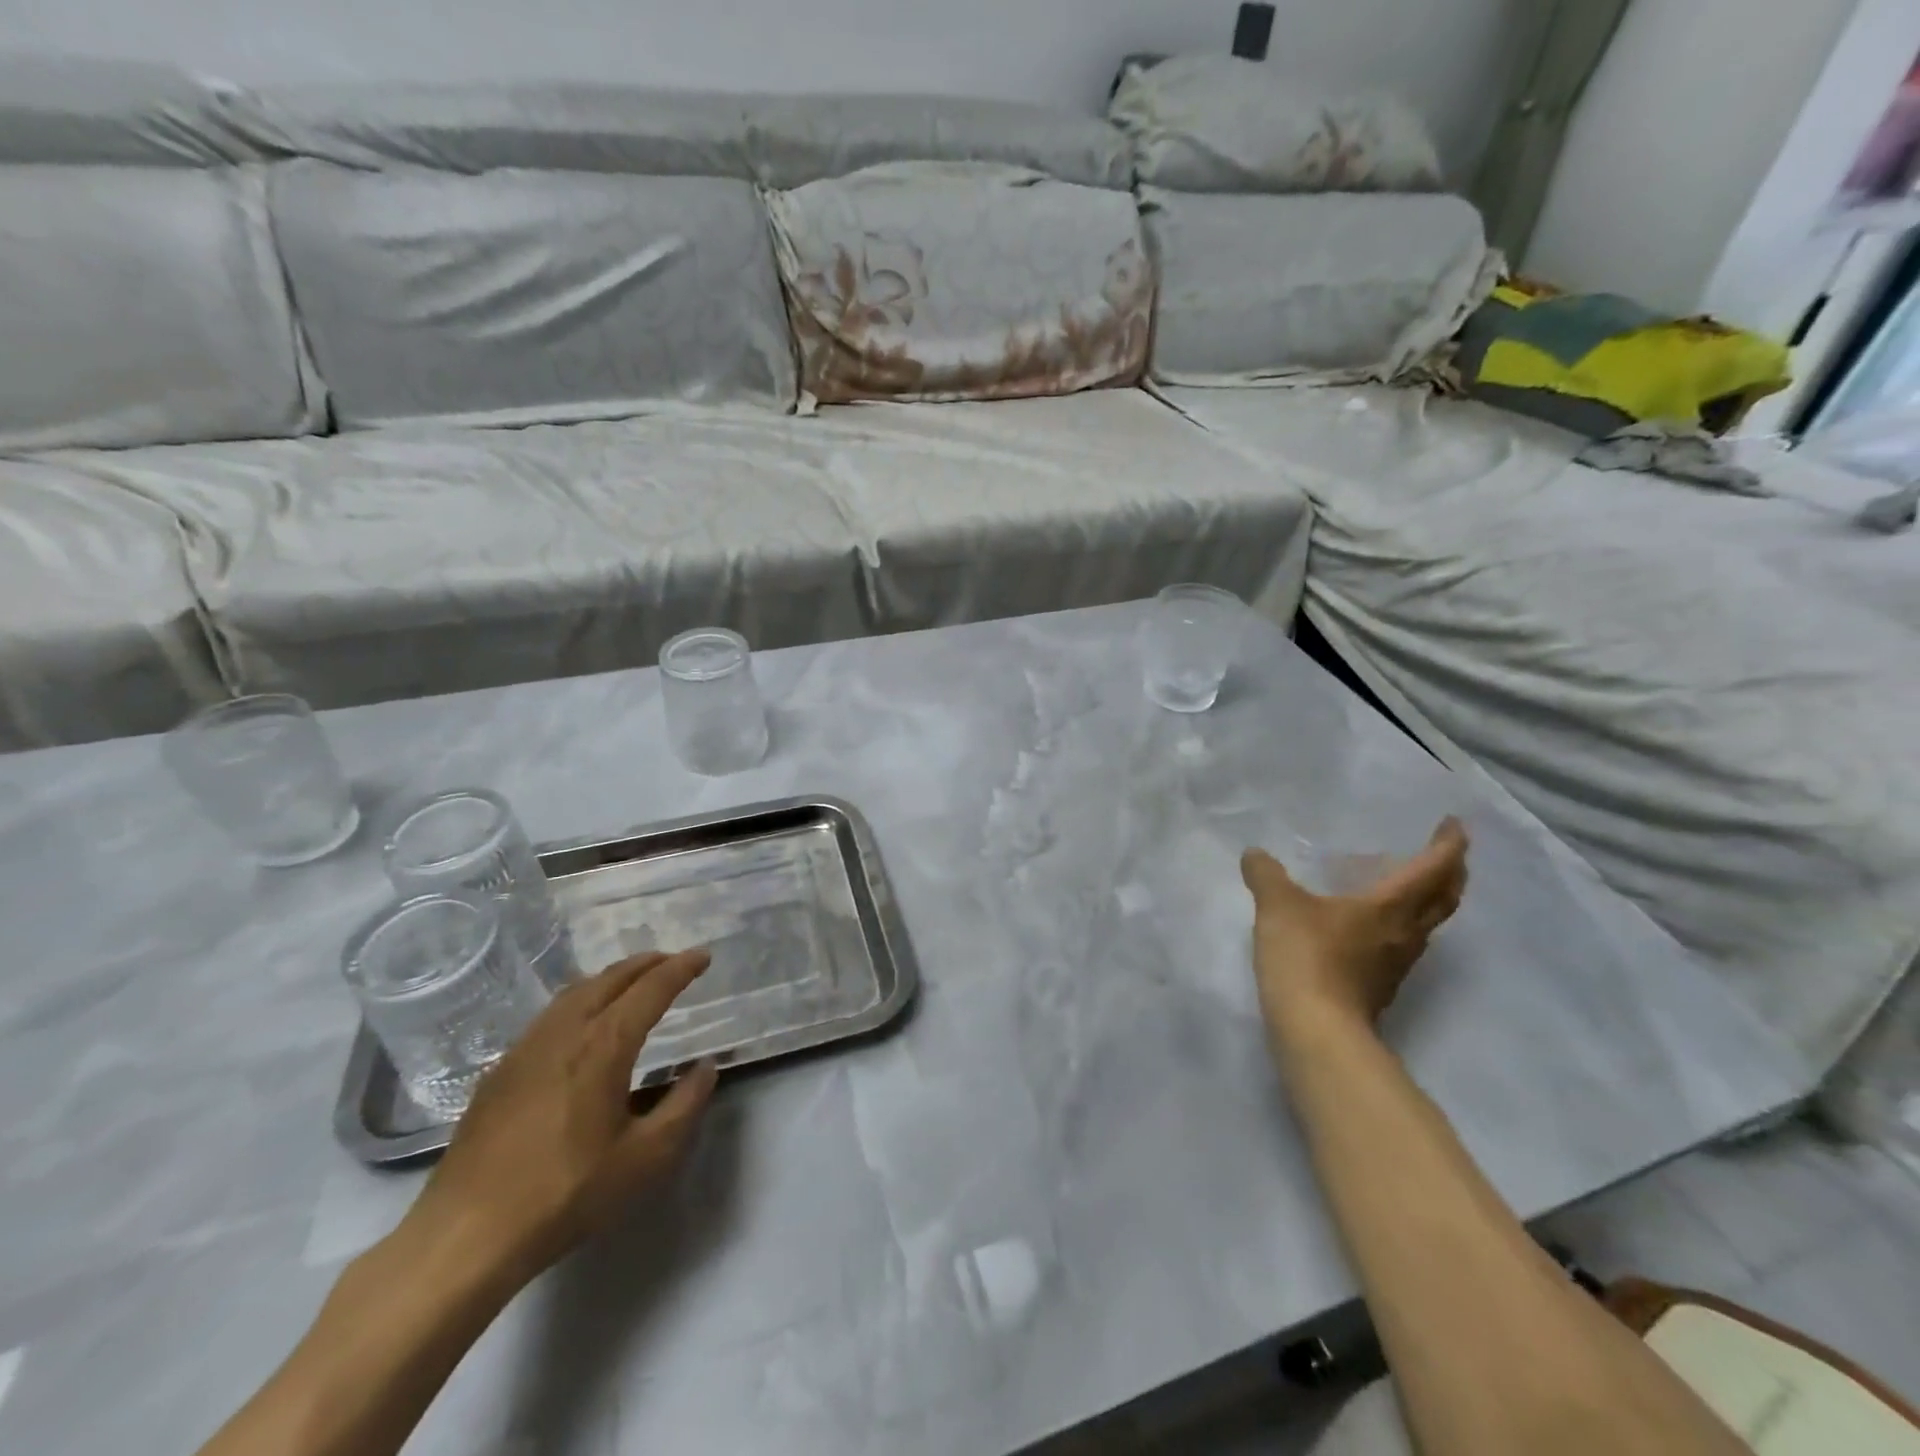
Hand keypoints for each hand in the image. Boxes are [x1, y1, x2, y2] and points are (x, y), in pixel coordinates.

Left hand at [403, 949, 718, 1287]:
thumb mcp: (645, 1158)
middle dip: (647, 963)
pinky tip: (583, 1022)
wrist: (465, 1237)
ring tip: (633, 982)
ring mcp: (526, 1048)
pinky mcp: (501, 1071)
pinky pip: (550, 1014)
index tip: (703, 956)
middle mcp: (565, 1032)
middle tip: (674, 962)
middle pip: (611, 978)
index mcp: (604, 1045)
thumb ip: (684, 1106)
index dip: (681, 968)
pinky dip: (581, 999)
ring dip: (612, 977)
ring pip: (576, 991)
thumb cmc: (566, 1194)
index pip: (651, 989)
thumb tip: (705, 1068)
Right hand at [1241, 819, 1468, 1046]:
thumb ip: (1266, 875)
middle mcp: (1404, 932)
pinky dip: (1400, 924)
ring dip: (1428, 901)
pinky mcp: (1380, 985)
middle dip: (1451, 873)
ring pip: (1427, 924)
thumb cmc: (1306, 956)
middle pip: (1444, 899)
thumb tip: (1254, 854)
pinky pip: (1402, 944)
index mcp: (1390, 906)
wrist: (1317, 1029)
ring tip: (1406, 885)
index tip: (1454, 824)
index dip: (1448, 844)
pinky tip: (1370, 924)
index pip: (1433, 869)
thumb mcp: (1277, 906)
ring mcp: (1396, 963)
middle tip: (1446, 854)